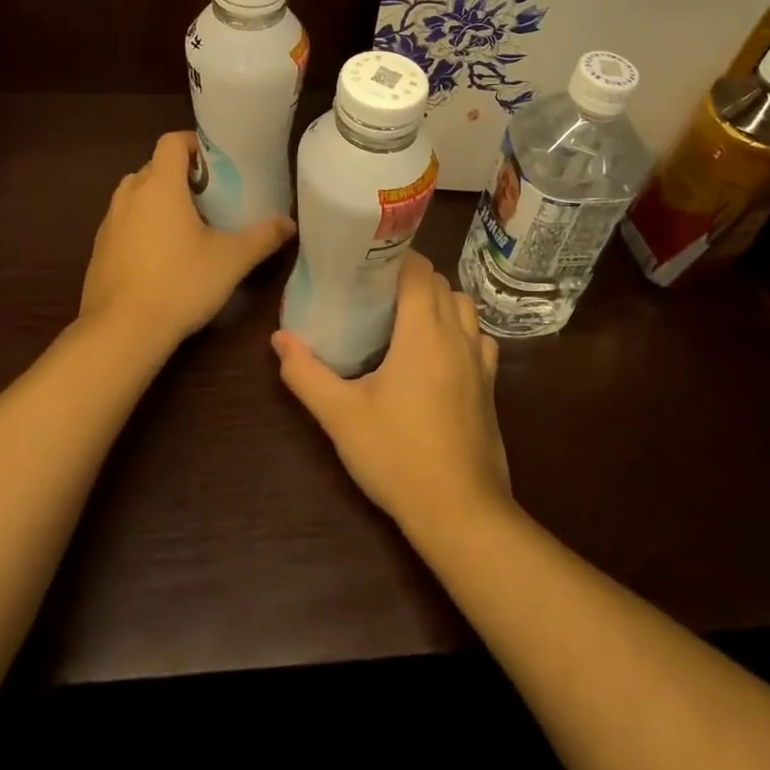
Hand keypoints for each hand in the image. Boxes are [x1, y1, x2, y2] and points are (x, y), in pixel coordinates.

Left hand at [80, 131, 294, 353]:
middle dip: (180, 174)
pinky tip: (161, 255)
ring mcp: (109, 222)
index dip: (194, 144)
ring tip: (186, 224)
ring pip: (136, 194)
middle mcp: (130, 195)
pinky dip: (142, 225)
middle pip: (154, 167)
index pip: (172, 141)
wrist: (122, 331)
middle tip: (209, 196)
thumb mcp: (231, 260)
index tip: (216, 164)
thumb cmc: (180, 283)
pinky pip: (124, 222)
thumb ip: (263, 237)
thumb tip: (289, 223)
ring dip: (158, 199)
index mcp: (160, 185)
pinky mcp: (99, 249)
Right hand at [272, 252, 510, 535]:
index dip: (395, 258)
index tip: (366, 264)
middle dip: (412, 277)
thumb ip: (306, 373)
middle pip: (441, 283)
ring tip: (406, 318)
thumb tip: (279, 338)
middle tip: (375, 291)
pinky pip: (479, 338)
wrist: (460, 512)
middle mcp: (457, 335)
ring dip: (439, 301)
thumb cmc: (397, 456)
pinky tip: (439, 354)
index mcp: (423, 330)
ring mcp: (480, 360)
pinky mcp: (490, 385)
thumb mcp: (340, 416)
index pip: (419, 269)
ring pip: (465, 306)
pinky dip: (461, 330)